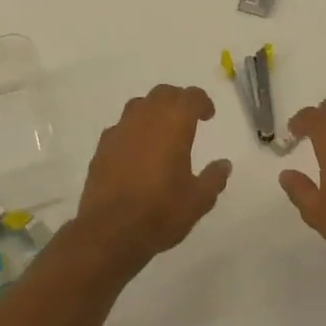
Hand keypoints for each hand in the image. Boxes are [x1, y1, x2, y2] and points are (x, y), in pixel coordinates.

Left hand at [69, 84, 230, 273]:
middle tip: (187, 118)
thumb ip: (214, 178)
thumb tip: (224, 164)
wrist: (110, 231)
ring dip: (153, 111)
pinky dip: (133, 131)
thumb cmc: (161, 212)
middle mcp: (145, 119)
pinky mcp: (101, 148)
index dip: (202, 101)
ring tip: (161, 131)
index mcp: (174, 124)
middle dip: (177, 100)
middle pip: (163, 93)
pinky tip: (136, 151)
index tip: (208, 115)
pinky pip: (120, 127)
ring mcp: (119, 131)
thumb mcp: (199, 200)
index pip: (190, 97)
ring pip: (138, 105)